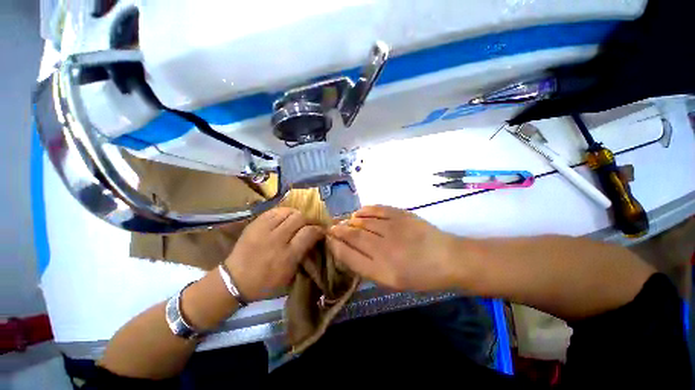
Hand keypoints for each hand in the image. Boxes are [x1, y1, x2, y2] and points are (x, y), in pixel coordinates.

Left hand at [224, 208, 323, 300]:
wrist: (234, 280)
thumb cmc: (266, 282)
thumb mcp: (290, 273)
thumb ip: (303, 253)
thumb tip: (314, 237)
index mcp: (287, 255)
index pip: (309, 232)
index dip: (319, 229)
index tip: (321, 231)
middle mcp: (276, 239)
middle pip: (299, 218)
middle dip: (308, 220)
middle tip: (308, 226)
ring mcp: (264, 229)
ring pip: (288, 211)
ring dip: (296, 215)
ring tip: (296, 221)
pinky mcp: (255, 223)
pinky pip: (274, 211)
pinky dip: (283, 213)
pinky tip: (284, 219)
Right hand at [327, 205, 462, 290]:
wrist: (448, 259)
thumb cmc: (419, 276)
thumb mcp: (391, 281)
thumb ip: (368, 267)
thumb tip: (348, 250)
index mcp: (381, 271)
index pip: (349, 256)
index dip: (335, 246)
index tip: (328, 240)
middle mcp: (384, 250)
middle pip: (353, 236)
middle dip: (339, 231)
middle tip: (332, 228)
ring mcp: (393, 229)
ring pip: (363, 222)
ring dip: (350, 221)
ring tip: (345, 221)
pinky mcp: (401, 215)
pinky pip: (376, 210)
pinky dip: (365, 210)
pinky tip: (359, 213)